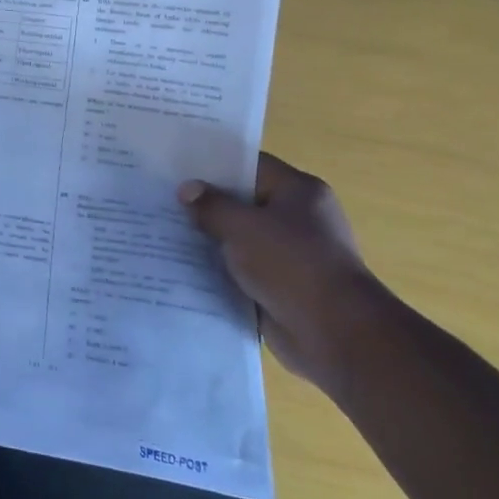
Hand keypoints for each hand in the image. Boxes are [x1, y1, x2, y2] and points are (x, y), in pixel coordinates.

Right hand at [179, 153, 391, 389]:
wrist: (334, 333)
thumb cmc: (291, 264)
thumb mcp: (242, 226)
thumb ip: (211, 205)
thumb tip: (187, 190)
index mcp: (299, 192)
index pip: (251, 166)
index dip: (214, 165)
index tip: (177, 168)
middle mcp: (298, 219)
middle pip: (243, 203)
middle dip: (206, 205)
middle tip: (163, 200)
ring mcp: (290, 255)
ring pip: (240, 239)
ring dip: (210, 240)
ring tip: (165, 232)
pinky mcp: (281, 286)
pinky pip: (242, 270)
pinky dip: (220, 270)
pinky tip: (184, 267)